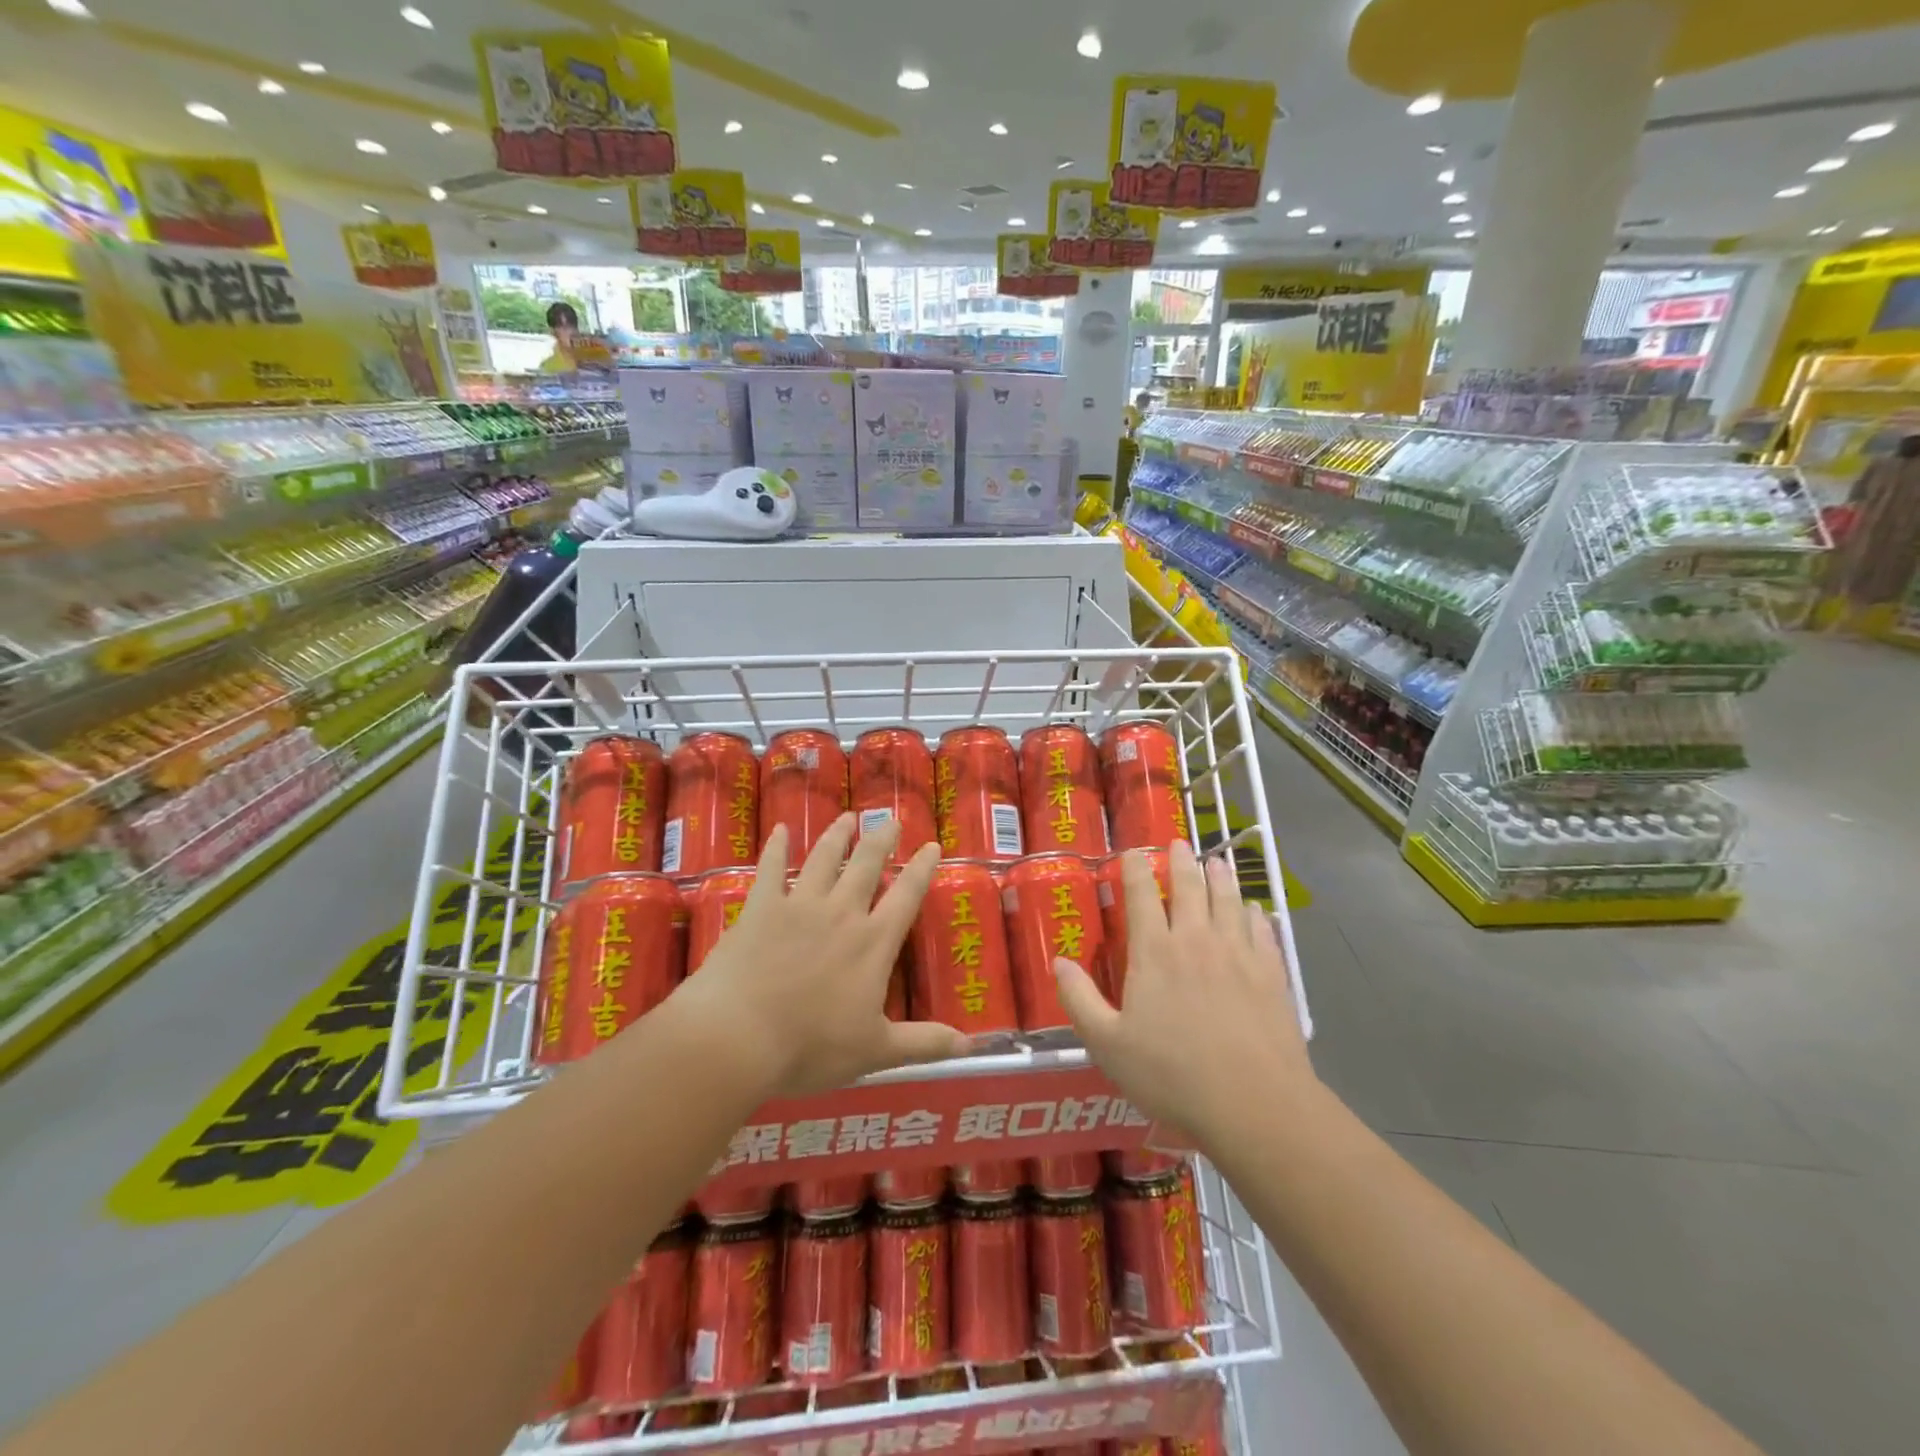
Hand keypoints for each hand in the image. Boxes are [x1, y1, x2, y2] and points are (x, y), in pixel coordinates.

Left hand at [672, 815, 968, 1098]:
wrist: (738, 1037)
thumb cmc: (810, 1047)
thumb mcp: (875, 1051)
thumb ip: (924, 1044)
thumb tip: (971, 1047)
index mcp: (872, 943)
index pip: (906, 896)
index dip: (921, 869)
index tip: (932, 845)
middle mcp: (841, 914)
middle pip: (866, 866)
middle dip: (881, 840)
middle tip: (891, 819)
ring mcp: (799, 906)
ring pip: (824, 859)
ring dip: (837, 836)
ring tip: (848, 817)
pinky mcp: (760, 908)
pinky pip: (770, 869)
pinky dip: (776, 848)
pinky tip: (779, 830)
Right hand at [1053, 839, 1316, 1141]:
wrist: (1254, 1104)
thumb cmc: (1172, 1074)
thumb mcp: (1107, 1044)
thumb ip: (1079, 1000)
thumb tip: (1058, 961)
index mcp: (1154, 952)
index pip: (1141, 896)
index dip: (1135, 869)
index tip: (1133, 852)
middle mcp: (1197, 940)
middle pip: (1190, 888)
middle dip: (1181, 862)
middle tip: (1179, 843)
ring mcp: (1238, 954)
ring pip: (1229, 902)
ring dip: (1220, 878)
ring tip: (1216, 862)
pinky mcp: (1271, 975)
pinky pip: (1262, 932)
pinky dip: (1256, 915)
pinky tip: (1255, 911)